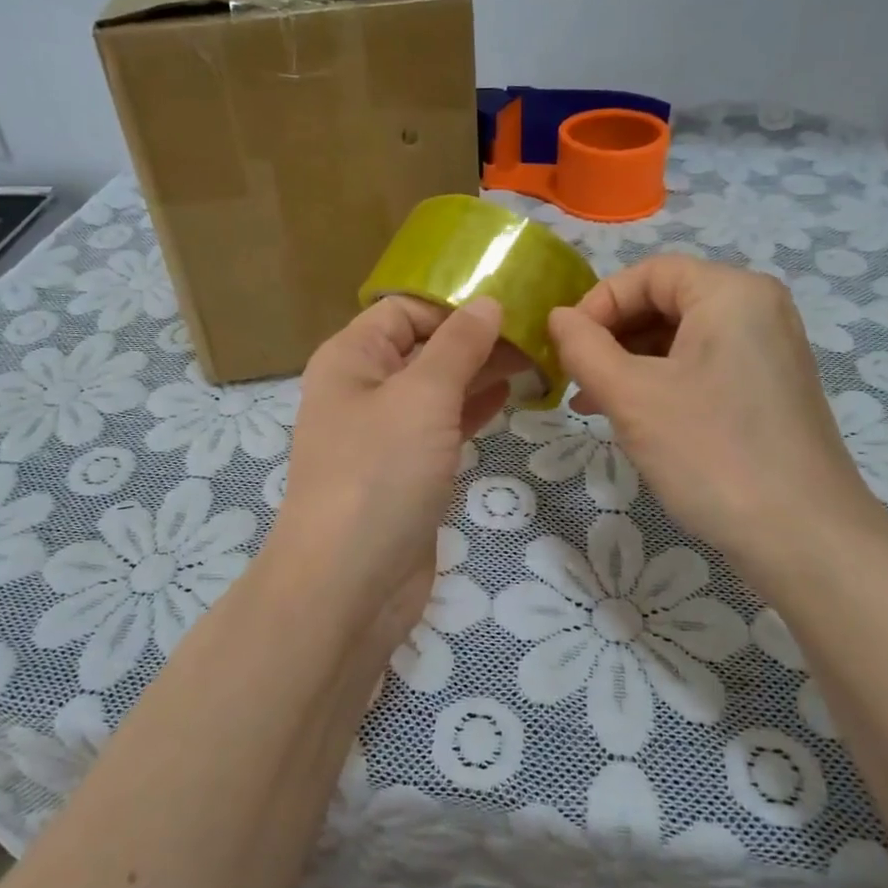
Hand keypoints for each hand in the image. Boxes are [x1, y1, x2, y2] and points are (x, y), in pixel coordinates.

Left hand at [270, 295, 518, 650]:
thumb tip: (487, 304)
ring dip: (479, 375)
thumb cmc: (380, 474)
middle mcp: (362, 390)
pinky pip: (440, 428)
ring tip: (536, 361)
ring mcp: (382, 436)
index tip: (511, 307)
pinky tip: (508, 399)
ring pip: (435, 390)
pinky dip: (471, 411)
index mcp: (350, 359)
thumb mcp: (422, 396)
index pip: (404, 310)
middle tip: (538, 334)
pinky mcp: (403, 474)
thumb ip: (457, 346)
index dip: (454, 305)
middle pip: (422, 348)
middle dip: (475, 339)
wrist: (348, 583)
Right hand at [547, 255, 887, 580]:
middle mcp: (758, 310)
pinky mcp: (768, 390)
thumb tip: (558, 317)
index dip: (598, 303)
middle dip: (612, 338)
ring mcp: (768, 352)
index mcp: (732, 293)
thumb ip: (584, 348)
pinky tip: (632, 418)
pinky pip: (702, 368)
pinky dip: (661, 384)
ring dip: (630, 365)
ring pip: (680, 339)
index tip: (565, 347)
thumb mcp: (632, 397)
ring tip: (593, 405)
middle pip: (666, 302)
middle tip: (577, 380)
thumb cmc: (711, 453)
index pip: (649, 273)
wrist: (802, 537)